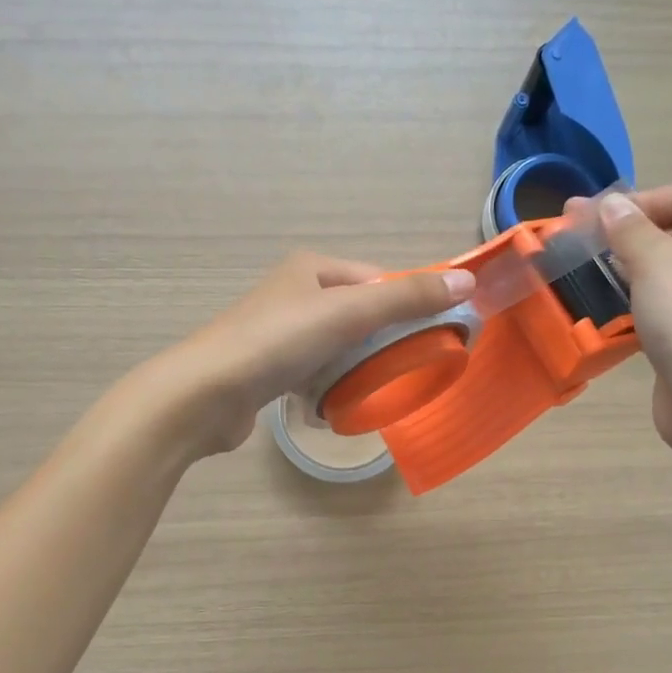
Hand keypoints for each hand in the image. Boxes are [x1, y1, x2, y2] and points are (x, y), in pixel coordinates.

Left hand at [155, 251, 474, 457]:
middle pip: (361, 314)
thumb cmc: (277, 342)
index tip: (435, 337)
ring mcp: (280, 332)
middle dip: (384, 341)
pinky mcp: (270, 368)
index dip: (409, 305)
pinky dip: (331, 386)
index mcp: (313, 268)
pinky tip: (336, 404)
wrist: (204, 395)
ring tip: (375, 389)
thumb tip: (467, 282)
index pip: (379, 281)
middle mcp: (295, 293)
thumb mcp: (348, 313)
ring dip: (359, 367)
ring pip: (340, 346)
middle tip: (408, 368)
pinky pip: (317, 372)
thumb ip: (407, 298)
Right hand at [582, 183, 671, 461]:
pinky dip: (629, 300)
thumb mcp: (655, 261)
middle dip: (623, 231)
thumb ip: (629, 228)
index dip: (643, 198)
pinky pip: (654, 303)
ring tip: (581, 274)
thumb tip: (611, 203)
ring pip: (658, 268)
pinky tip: (603, 311)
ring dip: (622, 267)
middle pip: (669, 228)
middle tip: (576, 242)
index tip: (601, 221)